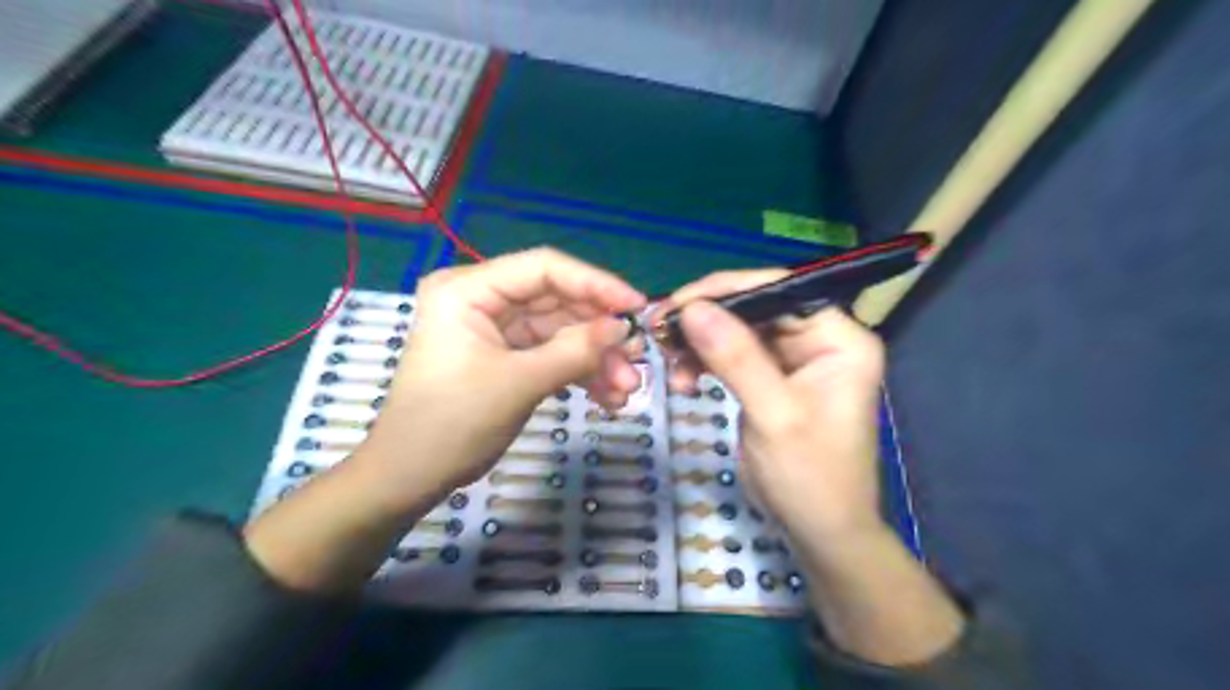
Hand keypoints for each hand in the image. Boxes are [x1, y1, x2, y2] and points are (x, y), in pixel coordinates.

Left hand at [362, 250, 643, 491]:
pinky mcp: (506, 356)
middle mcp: (483, 299)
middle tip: (637, 359)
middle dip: (599, 333)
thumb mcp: (519, 383)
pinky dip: (579, 373)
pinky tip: (607, 398)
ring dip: (595, 359)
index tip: (636, 307)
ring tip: (625, 390)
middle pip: (557, 301)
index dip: (595, 283)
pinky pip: (551, 354)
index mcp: (469, 289)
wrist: (411, 477)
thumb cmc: (452, 423)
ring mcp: (496, 329)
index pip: (544, 268)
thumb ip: (575, 351)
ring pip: (560, 332)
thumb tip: (623, 326)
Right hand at [664, 273, 883, 542]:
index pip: (779, 290)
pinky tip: (683, 380)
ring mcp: (793, 359)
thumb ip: (736, 359)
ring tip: (669, 364)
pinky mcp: (770, 378)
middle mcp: (818, 339)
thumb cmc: (810, 477)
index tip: (676, 304)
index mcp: (838, 338)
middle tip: (660, 331)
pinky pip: (731, 355)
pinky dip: (703, 363)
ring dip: (699, 344)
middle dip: (705, 320)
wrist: (818, 531)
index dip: (726, 290)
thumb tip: (693, 308)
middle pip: (753, 308)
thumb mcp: (774, 416)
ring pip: (736, 330)